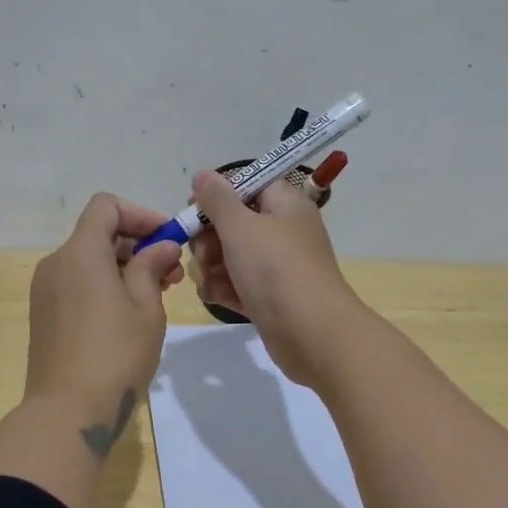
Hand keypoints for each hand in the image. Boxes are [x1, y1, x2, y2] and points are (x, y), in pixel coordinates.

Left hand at [25, 193, 184, 431]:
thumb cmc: (115, 354)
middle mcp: (56, 263)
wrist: (67, 412)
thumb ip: (151, 266)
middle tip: (172, 274)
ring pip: (88, 261)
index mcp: (80, 252)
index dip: (140, 214)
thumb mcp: (145, 307)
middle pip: (97, 234)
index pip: (106, 207)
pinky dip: (104, 286)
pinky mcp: (44, 316)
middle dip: (137, 245)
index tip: (167, 239)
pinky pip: (77, 284)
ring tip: (157, 296)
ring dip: (123, 268)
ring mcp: (45, 291)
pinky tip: (129, 314)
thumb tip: (160, 247)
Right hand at [189, 170, 365, 385]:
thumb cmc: (276, 269)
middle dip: (210, 237)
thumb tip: (203, 174)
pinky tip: (218, 298)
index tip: (195, 210)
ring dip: (213, 267)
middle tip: (205, 253)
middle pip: (235, 222)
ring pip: (232, 256)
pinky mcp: (271, 298)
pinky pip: (239, 285)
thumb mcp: (240, 226)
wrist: (312, 333)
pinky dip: (226, 289)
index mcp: (285, 204)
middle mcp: (283, 231)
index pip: (247, 185)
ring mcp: (278, 267)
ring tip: (211, 280)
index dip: (218, 195)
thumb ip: (217, 199)